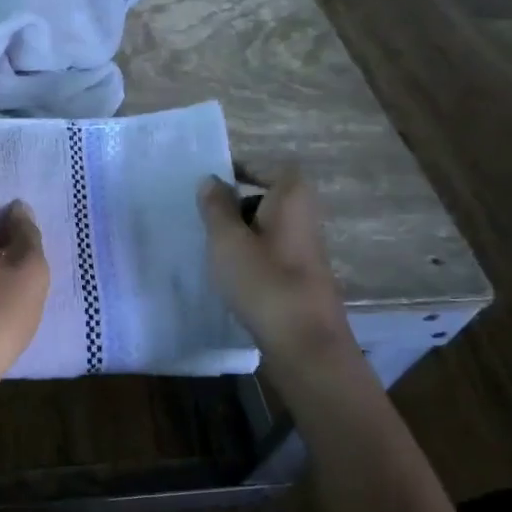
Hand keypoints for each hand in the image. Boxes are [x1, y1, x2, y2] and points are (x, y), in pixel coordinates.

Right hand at [198, 167, 355, 354]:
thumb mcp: (227, 240)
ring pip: (268, 228)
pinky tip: (230, 275)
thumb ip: (216, 207)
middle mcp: (306, 217)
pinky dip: (251, 256)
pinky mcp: (302, 276)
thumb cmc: (263, 281)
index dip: (242, 170)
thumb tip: (212, 180)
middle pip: (269, 197)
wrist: (304, 343)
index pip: (270, 167)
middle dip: (237, 203)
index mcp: (292, 198)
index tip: (212, 184)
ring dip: (241, 233)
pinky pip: (271, 253)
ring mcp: (306, 249)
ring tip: (211, 247)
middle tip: (204, 216)